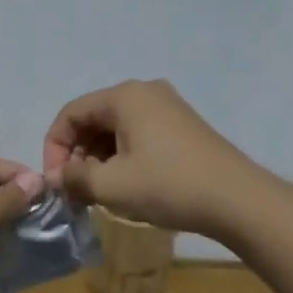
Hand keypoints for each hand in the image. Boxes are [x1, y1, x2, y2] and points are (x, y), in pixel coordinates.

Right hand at [42, 79, 262, 237]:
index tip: (57, 182)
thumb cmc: (168, 186)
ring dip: (99, 158)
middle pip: (93, 118)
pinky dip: (122, 156)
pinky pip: (138, 134)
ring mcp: (167, 107)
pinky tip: (127, 184)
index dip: (54, 147)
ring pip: (115, 128)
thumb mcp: (112, 185)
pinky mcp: (182, 126)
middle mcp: (145, 92)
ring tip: (100, 191)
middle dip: (77, 154)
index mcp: (124, 96)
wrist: (238, 200)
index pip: (70, 113)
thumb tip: (56, 177)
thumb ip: (75, 178)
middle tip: (77, 190)